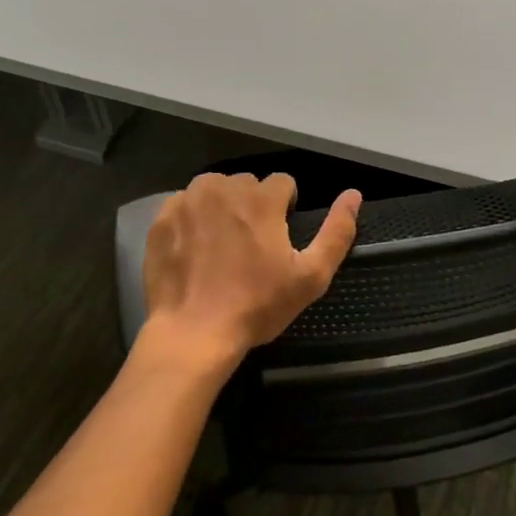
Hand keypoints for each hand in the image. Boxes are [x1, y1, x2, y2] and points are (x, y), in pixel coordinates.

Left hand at [139, 173, 360, 376]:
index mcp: (261, 199)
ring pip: (214, 189)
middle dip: (253, 206)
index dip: (286, 208)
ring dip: (222, 207)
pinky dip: (192, 218)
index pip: (283, 183)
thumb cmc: (257, 306)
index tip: (279, 238)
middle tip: (251, 246)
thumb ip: (337, 232)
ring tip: (222, 244)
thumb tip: (354, 195)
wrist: (193, 332)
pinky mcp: (161, 219)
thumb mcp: (311, 277)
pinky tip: (194, 249)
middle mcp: (223, 188)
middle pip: (247, 184)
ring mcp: (187, 201)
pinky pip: (184, 204)